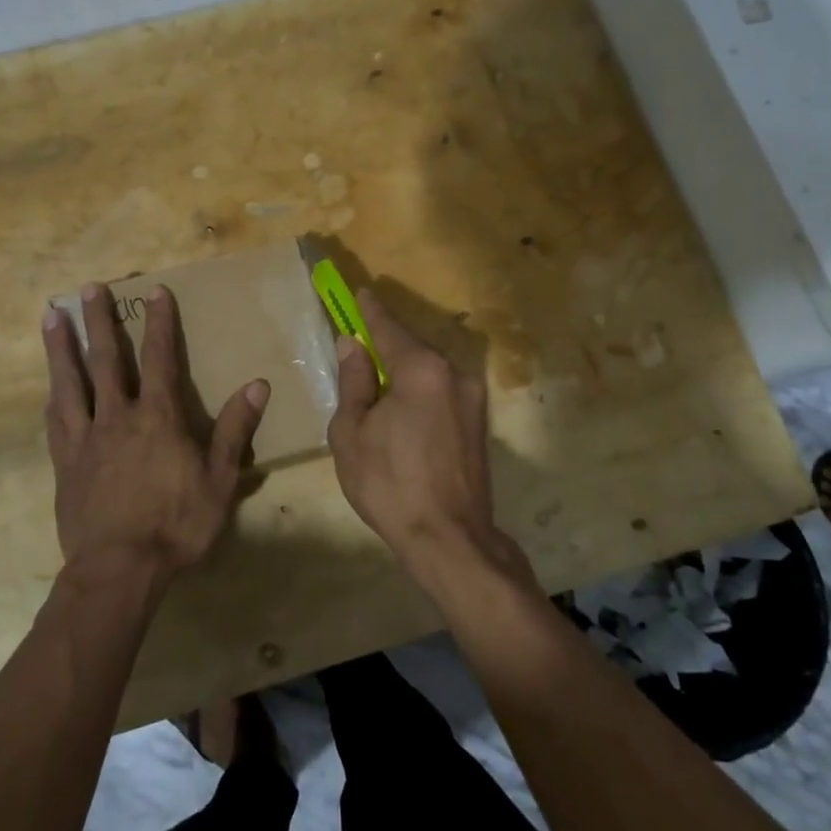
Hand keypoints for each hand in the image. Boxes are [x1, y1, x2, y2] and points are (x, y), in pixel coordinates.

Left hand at [42, 283, 268, 582]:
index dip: (160, 324)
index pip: (160, 359)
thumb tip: (258, 384)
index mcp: (157, 418)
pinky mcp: (66, 462)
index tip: (154, 292)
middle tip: (88, 287)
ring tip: (51, 316)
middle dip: (100, 321)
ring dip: (62, 347)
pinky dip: (54, 396)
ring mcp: (86, 438)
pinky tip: (49, 386)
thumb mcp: (219, 480)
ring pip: (71, 382)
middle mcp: (118, 417)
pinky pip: (57, 420)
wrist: (119, 569)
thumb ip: (235, 430)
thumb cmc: (176, 525)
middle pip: (107, 360)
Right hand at [328, 289, 506, 579]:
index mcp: (421, 369)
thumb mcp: (352, 431)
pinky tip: (401, 409)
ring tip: (376, 383)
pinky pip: (441, 392)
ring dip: (404, 371)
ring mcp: (472, 399)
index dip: (369, 310)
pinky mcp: (478, 424)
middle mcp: (454, 374)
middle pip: (412, 348)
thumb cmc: (389, 483)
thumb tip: (352, 345)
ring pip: (429, 372)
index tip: (359, 292)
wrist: (449, 538)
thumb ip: (354, 381)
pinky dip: (420, 391)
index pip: (389, 328)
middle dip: (386, 343)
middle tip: (360, 343)